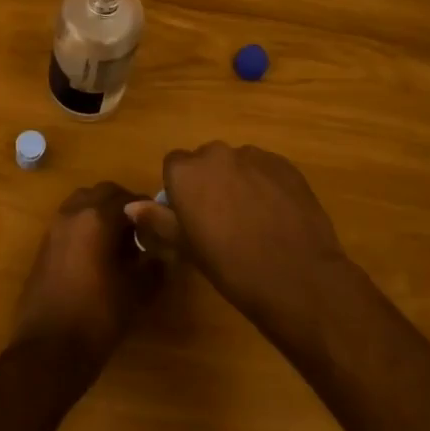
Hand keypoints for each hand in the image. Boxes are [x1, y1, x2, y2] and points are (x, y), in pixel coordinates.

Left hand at [11, 182, 160, 378]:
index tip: (161, 224)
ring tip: (119, 240)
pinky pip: (69, 221)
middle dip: (123, 204)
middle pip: (103, 193)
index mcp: (97, 218)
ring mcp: (54, 228)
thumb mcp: (136, 292)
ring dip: (101, 211)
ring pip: (82, 203)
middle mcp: (73, 214)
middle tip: (141, 229)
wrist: (48, 350)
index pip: (129, 198)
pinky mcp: (44, 245)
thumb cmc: (97, 317)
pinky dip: (85, 225)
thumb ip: (152, 266)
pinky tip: (97, 254)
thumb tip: (160, 254)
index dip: (148, 209)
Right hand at [125, 143, 349, 334]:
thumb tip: (132, 207)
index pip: (174, 166)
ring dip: (238, 181)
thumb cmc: (231, 267)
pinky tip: (275, 215)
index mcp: (187, 172)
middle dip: (209, 182)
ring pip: (237, 163)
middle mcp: (217, 154)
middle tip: (220, 219)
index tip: (190, 216)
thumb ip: (159, 220)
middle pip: (205, 161)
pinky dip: (265, 184)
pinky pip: (265, 168)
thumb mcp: (187, 248)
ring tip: (252, 218)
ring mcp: (254, 156)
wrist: (296, 276)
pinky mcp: (284, 165)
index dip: (180, 190)